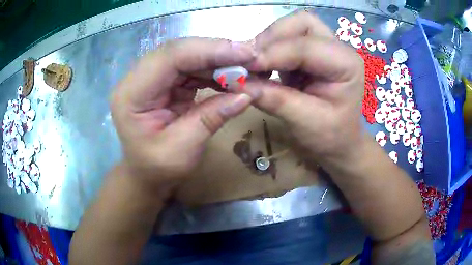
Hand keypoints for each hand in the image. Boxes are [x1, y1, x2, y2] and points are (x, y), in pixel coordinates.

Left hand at [110, 38, 258, 197]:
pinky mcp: (165, 82)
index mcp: (131, 93)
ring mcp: (151, 78)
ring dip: (218, 60)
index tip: (244, 53)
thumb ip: (211, 119)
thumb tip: (247, 94)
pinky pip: (191, 67)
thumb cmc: (157, 168)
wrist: (145, 174)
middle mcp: (137, 78)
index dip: (209, 50)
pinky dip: (213, 70)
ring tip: (245, 67)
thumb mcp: (182, 150)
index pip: (170, 57)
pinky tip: (231, 75)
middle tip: (250, 57)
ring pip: (187, 56)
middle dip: (217, 52)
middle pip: (179, 51)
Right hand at [246, 11, 365, 167]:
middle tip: (251, 61)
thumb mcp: (305, 123)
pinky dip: (270, 49)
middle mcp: (338, 49)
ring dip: (269, 42)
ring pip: (292, 27)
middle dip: (272, 38)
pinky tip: (262, 67)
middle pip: (301, 23)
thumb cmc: (331, 137)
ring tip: (255, 65)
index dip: (272, 53)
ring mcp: (325, 47)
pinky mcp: (311, 53)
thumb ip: (275, 100)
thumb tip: (238, 82)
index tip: (243, 68)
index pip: (306, 46)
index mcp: (346, 64)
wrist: (339, 142)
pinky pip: (286, 39)